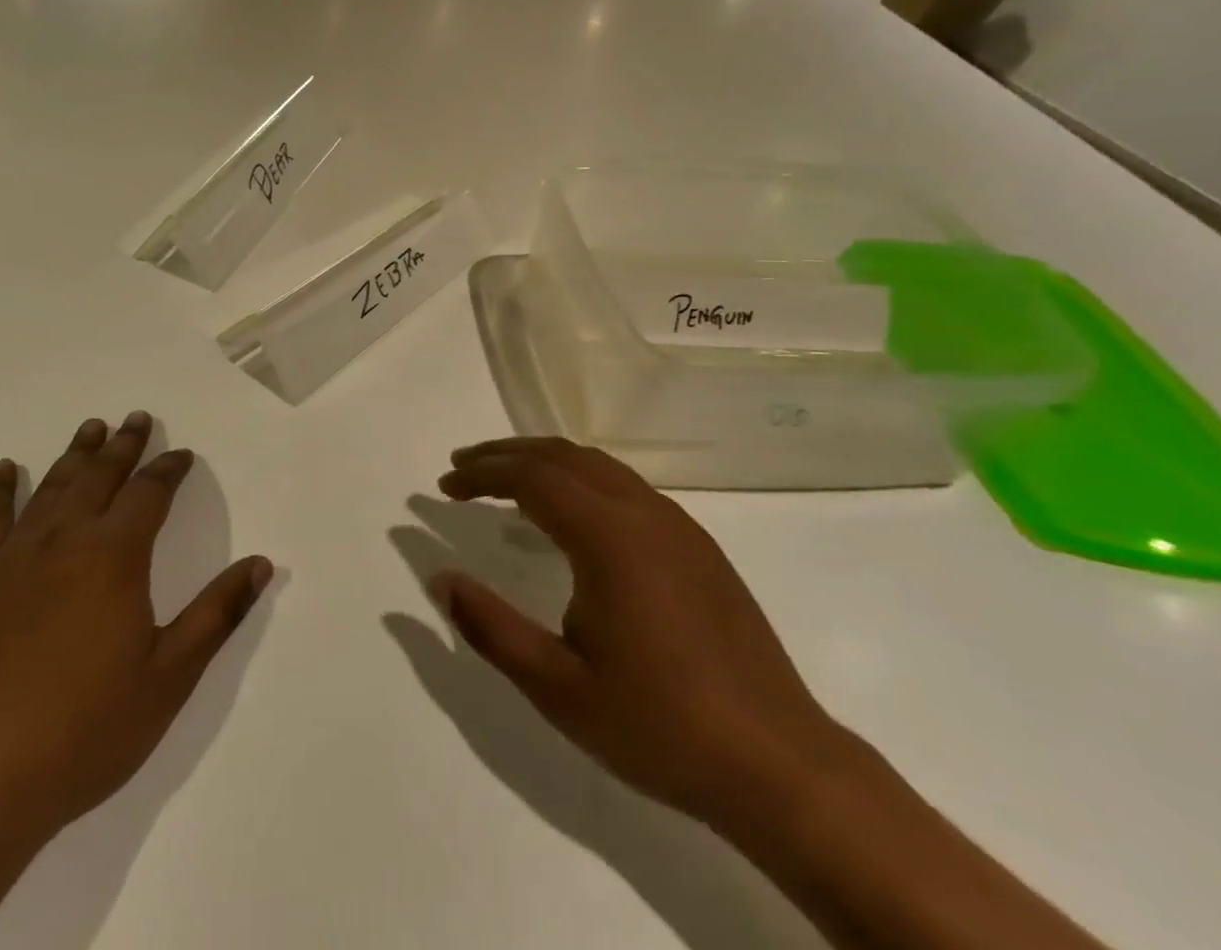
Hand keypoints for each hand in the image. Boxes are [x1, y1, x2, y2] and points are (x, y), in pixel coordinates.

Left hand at [0, 413, 273, 845]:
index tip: (181, 454)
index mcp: (115, 557)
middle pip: (100, 477)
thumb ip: (216, 614)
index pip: (149, 494)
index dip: (168, 469)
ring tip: (90, 428)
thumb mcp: (168, 678)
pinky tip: (8, 469)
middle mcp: (65, 541)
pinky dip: (0, 489)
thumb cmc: (84, 732)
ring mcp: (13, 559)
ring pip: (51, 488)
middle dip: (123, 446)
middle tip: (136, 418)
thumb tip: (260, 563)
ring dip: (75, 455)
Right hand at [431, 436, 849, 831]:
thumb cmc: (660, 727)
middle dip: (506, 454)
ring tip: (506, 478)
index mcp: (609, 538)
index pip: (531, 477)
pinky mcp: (698, 545)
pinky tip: (570, 512)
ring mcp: (678, 526)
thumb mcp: (558, 688)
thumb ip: (491, 628)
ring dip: (545, 461)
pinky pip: (625, 485)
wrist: (781, 767)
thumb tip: (439, 578)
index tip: (445, 484)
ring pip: (597, 464)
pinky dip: (580, 477)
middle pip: (562, 456)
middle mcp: (643, 513)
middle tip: (463, 468)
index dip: (482, 473)